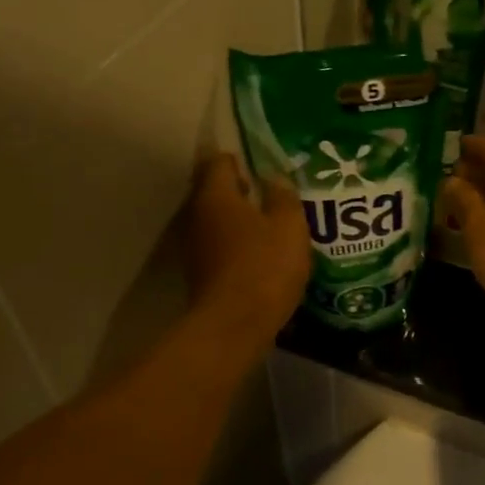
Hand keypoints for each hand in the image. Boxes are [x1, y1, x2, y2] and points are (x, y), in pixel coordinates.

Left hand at [182, 154, 311, 338]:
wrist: (235, 325)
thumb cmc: (264, 266)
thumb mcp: (289, 226)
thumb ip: (284, 197)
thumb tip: (275, 179)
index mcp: (215, 195)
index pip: (221, 161)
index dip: (243, 159)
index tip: (266, 167)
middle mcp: (197, 215)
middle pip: (217, 192)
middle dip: (243, 191)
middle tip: (275, 195)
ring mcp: (195, 247)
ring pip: (219, 221)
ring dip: (241, 221)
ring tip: (273, 226)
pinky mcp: (202, 273)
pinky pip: (221, 247)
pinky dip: (239, 246)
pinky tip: (263, 255)